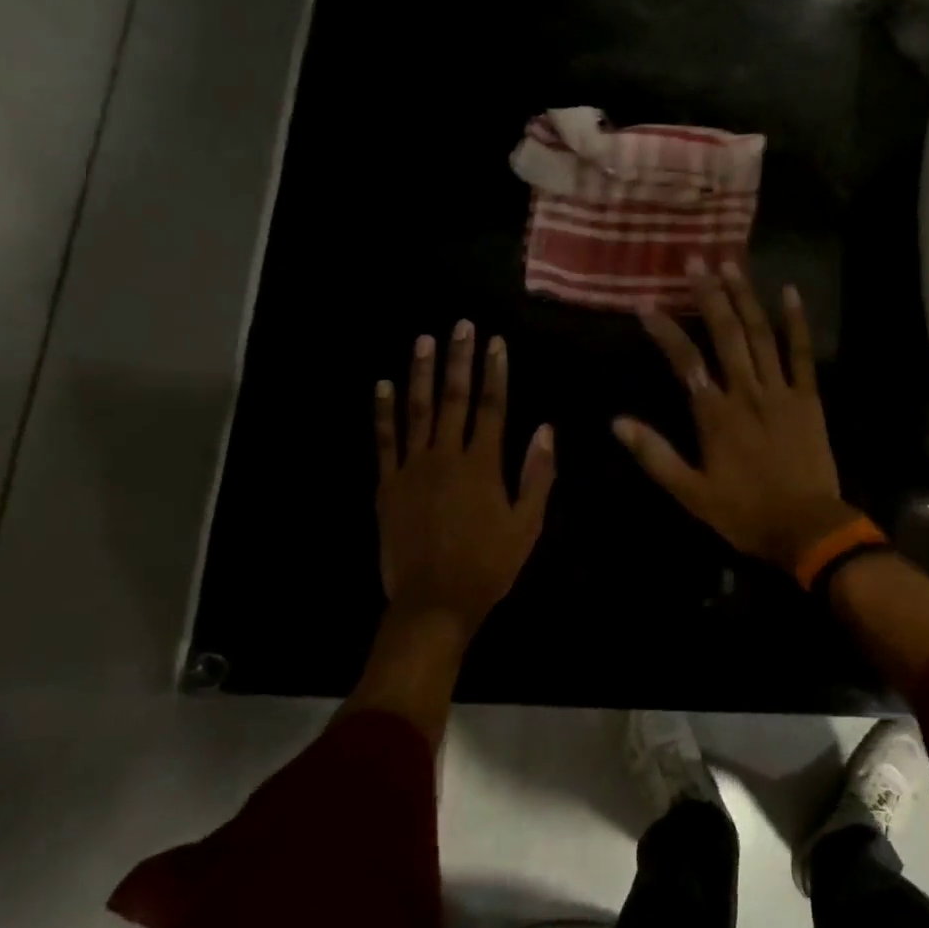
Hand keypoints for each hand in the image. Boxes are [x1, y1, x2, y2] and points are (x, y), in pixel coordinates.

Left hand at [375, 320, 555, 632]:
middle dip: (459, 359)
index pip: (491, 407)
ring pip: (417, 411)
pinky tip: (383, 385)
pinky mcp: (387, 485)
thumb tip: (546, 430)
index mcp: (482, 466)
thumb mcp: (527, 525)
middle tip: (460, 325)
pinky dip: (383, 412)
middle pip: (453, 399)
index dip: (494, 372)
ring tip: (424, 340)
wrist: (434, 602)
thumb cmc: (488, 565)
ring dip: (421, 373)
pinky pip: (384, 441)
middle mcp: (446, 457)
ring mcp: (412, 469)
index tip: (496, 342)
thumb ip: (536, 476)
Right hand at [613, 259, 859, 572]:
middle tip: (695, 260)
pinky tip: (790, 292)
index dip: (664, 330)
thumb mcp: (691, 493)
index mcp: (715, 414)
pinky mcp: (808, 398)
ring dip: (745, 297)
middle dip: (708, 295)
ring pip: (761, 334)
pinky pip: (802, 354)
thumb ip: (655, 455)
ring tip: (731, 263)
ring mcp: (781, 391)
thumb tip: (617, 423)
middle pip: (725, 334)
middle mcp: (746, 392)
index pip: (685, 361)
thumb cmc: (744, 513)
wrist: (806, 527)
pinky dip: (797, 323)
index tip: (646, 304)